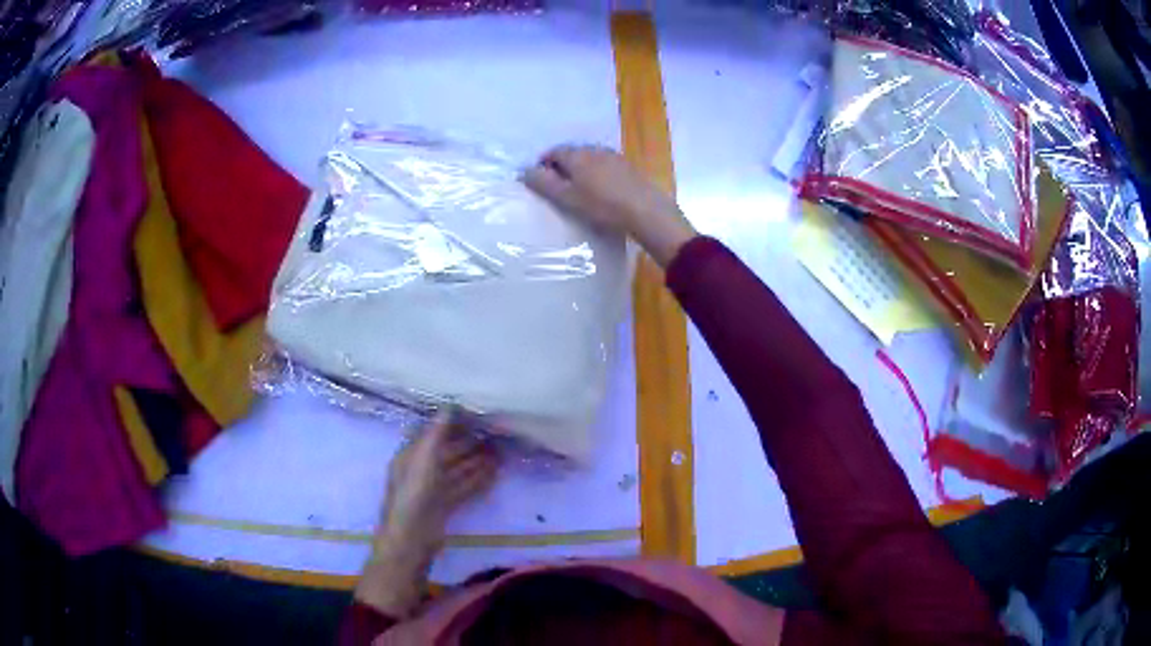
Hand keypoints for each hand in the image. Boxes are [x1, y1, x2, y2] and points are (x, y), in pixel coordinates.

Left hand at [355, 411, 498, 616]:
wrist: (412, 539)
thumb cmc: (413, 495)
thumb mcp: (423, 460)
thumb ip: (436, 435)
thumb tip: (448, 407)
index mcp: (410, 456)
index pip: (432, 434)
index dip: (451, 424)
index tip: (474, 414)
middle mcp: (421, 470)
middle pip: (447, 452)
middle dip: (468, 442)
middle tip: (494, 431)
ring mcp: (433, 489)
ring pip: (458, 470)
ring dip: (477, 460)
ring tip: (500, 450)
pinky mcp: (445, 506)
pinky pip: (464, 487)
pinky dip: (478, 479)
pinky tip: (495, 472)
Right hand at [523, 145, 696, 266]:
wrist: (645, 211)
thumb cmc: (601, 205)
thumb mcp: (567, 197)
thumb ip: (544, 183)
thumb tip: (524, 171)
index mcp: (576, 155)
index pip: (553, 152)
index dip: (543, 164)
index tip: (540, 181)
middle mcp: (594, 149)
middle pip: (571, 153)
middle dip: (561, 166)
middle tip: (558, 187)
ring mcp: (613, 156)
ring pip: (589, 158)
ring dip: (580, 169)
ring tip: (578, 190)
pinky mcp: (628, 167)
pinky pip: (604, 165)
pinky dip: (596, 173)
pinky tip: (601, 190)